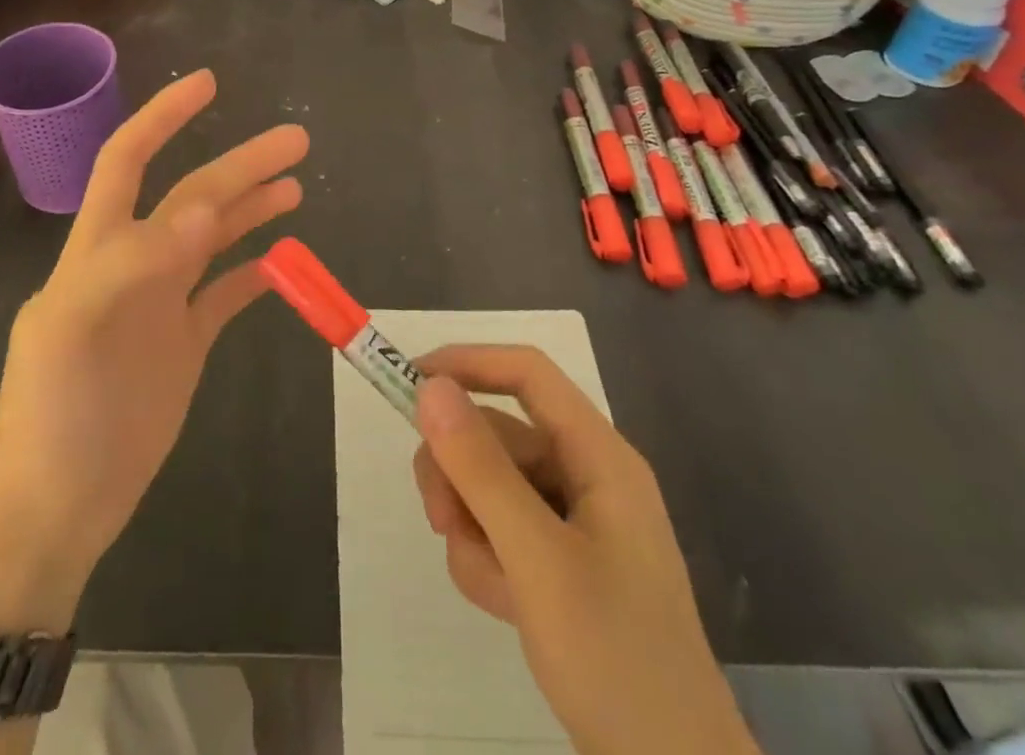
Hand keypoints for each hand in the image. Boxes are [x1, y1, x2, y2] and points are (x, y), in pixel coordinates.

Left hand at [0, 69, 306, 630]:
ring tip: (295, 183)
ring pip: (213, 237)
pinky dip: (253, 271)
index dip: (164, 118)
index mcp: (99, 248)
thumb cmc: (54, 412)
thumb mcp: (74, 330)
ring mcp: (161, 302)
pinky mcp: (183, 343)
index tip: (208, 84)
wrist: (57, 503)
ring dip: (251, 206)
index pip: (128, 160)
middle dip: (241, 163)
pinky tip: (283, 259)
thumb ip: (133, 265)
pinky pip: (224, 294)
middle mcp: (133, 262)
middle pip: (193, 196)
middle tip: (296, 139)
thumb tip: (201, 210)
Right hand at [411, 346, 759, 754]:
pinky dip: (485, 558)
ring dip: (469, 525)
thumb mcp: (537, 560)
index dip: (467, 364)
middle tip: (440, 519)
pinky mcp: (558, 560)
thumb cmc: (615, 660)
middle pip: (496, 433)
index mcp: (598, 456)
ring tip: (490, 583)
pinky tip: (503, 605)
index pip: (526, 372)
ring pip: (488, 484)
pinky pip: (498, 529)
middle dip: (458, 473)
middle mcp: (585, 475)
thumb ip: (481, 470)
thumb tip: (429, 386)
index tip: (409, 382)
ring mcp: (572, 520)